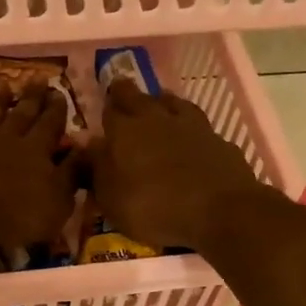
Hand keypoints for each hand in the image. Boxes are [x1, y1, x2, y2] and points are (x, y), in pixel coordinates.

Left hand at [0, 84, 78, 246]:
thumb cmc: (14, 214)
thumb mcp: (57, 201)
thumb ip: (72, 173)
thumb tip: (87, 147)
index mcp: (36, 151)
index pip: (50, 125)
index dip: (57, 110)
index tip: (60, 92)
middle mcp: (5, 140)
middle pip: (21, 114)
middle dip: (31, 97)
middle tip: (38, 78)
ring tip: (1, 83)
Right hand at [90, 80, 267, 250]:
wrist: (220, 211)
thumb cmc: (154, 208)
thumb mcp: (112, 199)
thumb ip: (96, 169)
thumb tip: (86, 143)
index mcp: (124, 131)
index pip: (109, 110)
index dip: (104, 107)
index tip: (102, 109)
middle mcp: (156, 119)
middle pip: (138, 97)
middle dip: (126, 94)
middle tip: (121, 94)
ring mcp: (191, 125)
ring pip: (172, 102)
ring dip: (161, 102)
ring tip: (157, 105)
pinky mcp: (218, 140)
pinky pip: (198, 125)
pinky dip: (190, 127)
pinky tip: (191, 136)